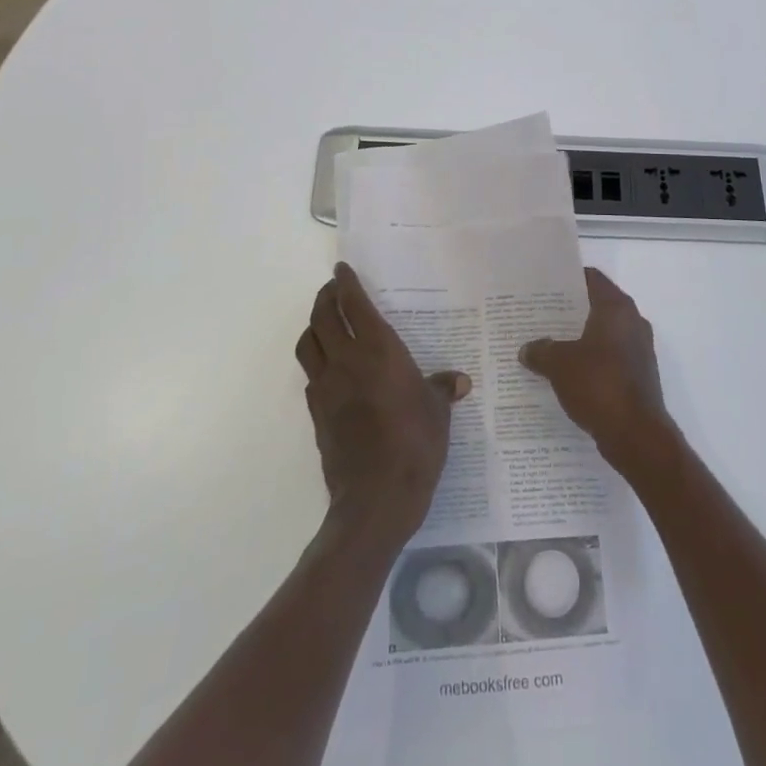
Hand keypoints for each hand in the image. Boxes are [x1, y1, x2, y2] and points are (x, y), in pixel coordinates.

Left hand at [295, 263, 470, 547]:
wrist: (376, 497)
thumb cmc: (415, 444)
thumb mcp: (437, 412)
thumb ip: (442, 389)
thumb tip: (458, 381)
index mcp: (378, 350)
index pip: (353, 304)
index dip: (345, 282)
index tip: (342, 268)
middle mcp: (346, 360)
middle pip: (322, 316)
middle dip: (325, 297)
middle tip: (334, 289)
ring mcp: (326, 387)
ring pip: (307, 342)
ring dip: (314, 325)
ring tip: (325, 321)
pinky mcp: (316, 413)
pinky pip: (310, 374)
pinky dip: (316, 360)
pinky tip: (330, 367)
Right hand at [519, 269, 675, 473]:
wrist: (637, 435)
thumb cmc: (599, 384)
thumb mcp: (559, 364)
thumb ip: (541, 350)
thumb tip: (528, 349)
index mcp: (616, 308)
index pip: (592, 278)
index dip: (568, 279)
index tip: (545, 285)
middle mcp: (632, 322)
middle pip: (597, 306)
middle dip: (570, 311)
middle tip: (539, 315)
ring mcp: (639, 350)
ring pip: (603, 334)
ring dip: (579, 338)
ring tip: (547, 344)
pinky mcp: (639, 375)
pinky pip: (609, 358)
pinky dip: (590, 361)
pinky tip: (566, 373)